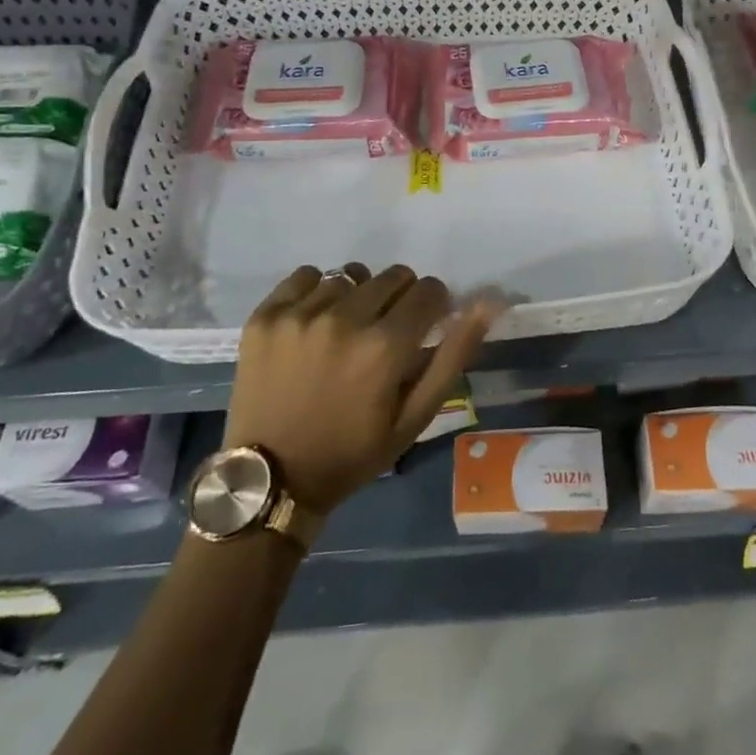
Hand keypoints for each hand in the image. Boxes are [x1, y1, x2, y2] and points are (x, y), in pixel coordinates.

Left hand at [221, 264, 499, 515]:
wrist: (270, 479)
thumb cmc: (352, 452)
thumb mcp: (415, 416)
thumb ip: (454, 354)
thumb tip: (489, 301)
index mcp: (385, 347)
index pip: (428, 290)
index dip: (433, 305)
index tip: (424, 325)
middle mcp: (344, 319)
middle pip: (393, 276)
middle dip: (400, 298)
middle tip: (385, 332)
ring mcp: (300, 315)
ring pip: (350, 277)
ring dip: (357, 297)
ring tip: (345, 332)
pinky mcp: (266, 315)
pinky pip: (306, 275)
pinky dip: (317, 291)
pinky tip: (314, 321)